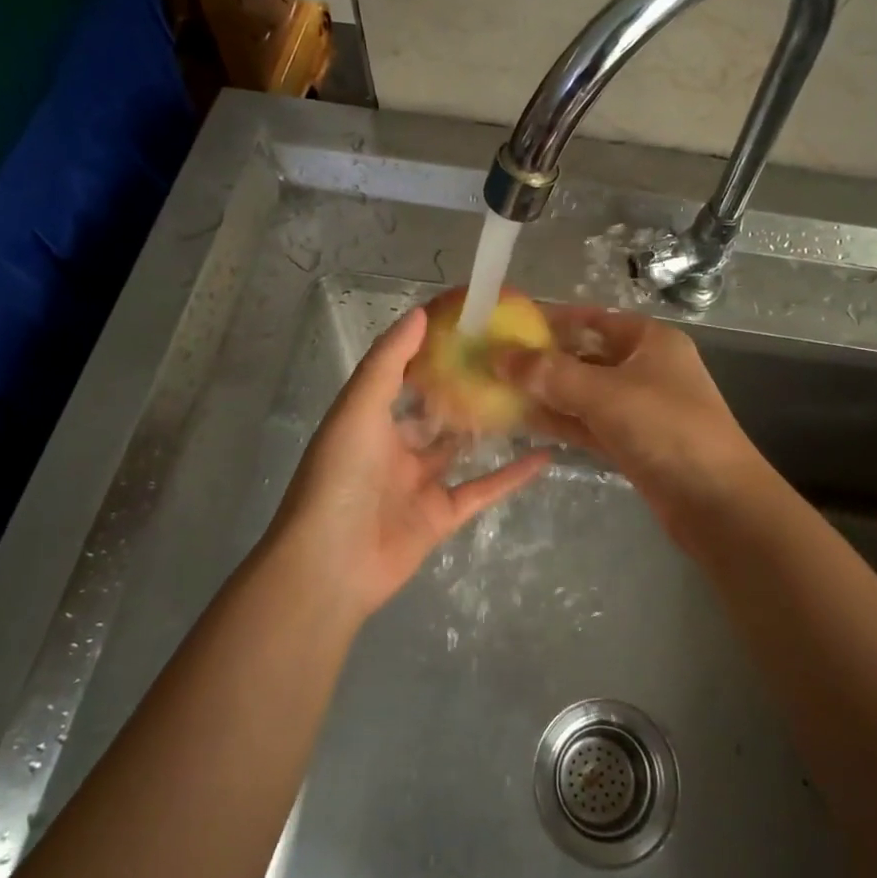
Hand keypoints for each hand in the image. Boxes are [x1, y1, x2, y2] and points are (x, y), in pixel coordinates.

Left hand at [267, 307, 549, 619]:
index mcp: (370, 419)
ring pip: (462, 448)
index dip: (433, 348)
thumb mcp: (358, 408)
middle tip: (512, 360)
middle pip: (437, 411)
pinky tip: (545, 455)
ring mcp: (420, 483)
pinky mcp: (442, 515)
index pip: (405, 374)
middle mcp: (395, 447)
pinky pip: (482, 489)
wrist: (331, 565)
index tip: (470, 323)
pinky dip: (512, 475)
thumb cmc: (340, 477)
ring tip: (531, 398)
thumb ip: (388, 362)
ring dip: (491, 428)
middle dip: (467, 387)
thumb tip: (420, 313)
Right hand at [495, 305, 760, 527]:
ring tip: (497, 391)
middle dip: (542, 360)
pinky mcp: (632, 442)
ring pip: (583, 392)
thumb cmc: (666, 430)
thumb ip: (550, 374)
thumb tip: (500, 356)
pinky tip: (523, 421)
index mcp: (649, 341)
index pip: (592, 319)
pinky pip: (588, 423)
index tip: (507, 324)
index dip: (551, 319)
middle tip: (493, 362)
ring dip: (546, 393)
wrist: (718, 502)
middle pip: (585, 355)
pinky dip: (560, 421)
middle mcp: (645, 368)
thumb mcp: (605, 394)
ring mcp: (639, 408)